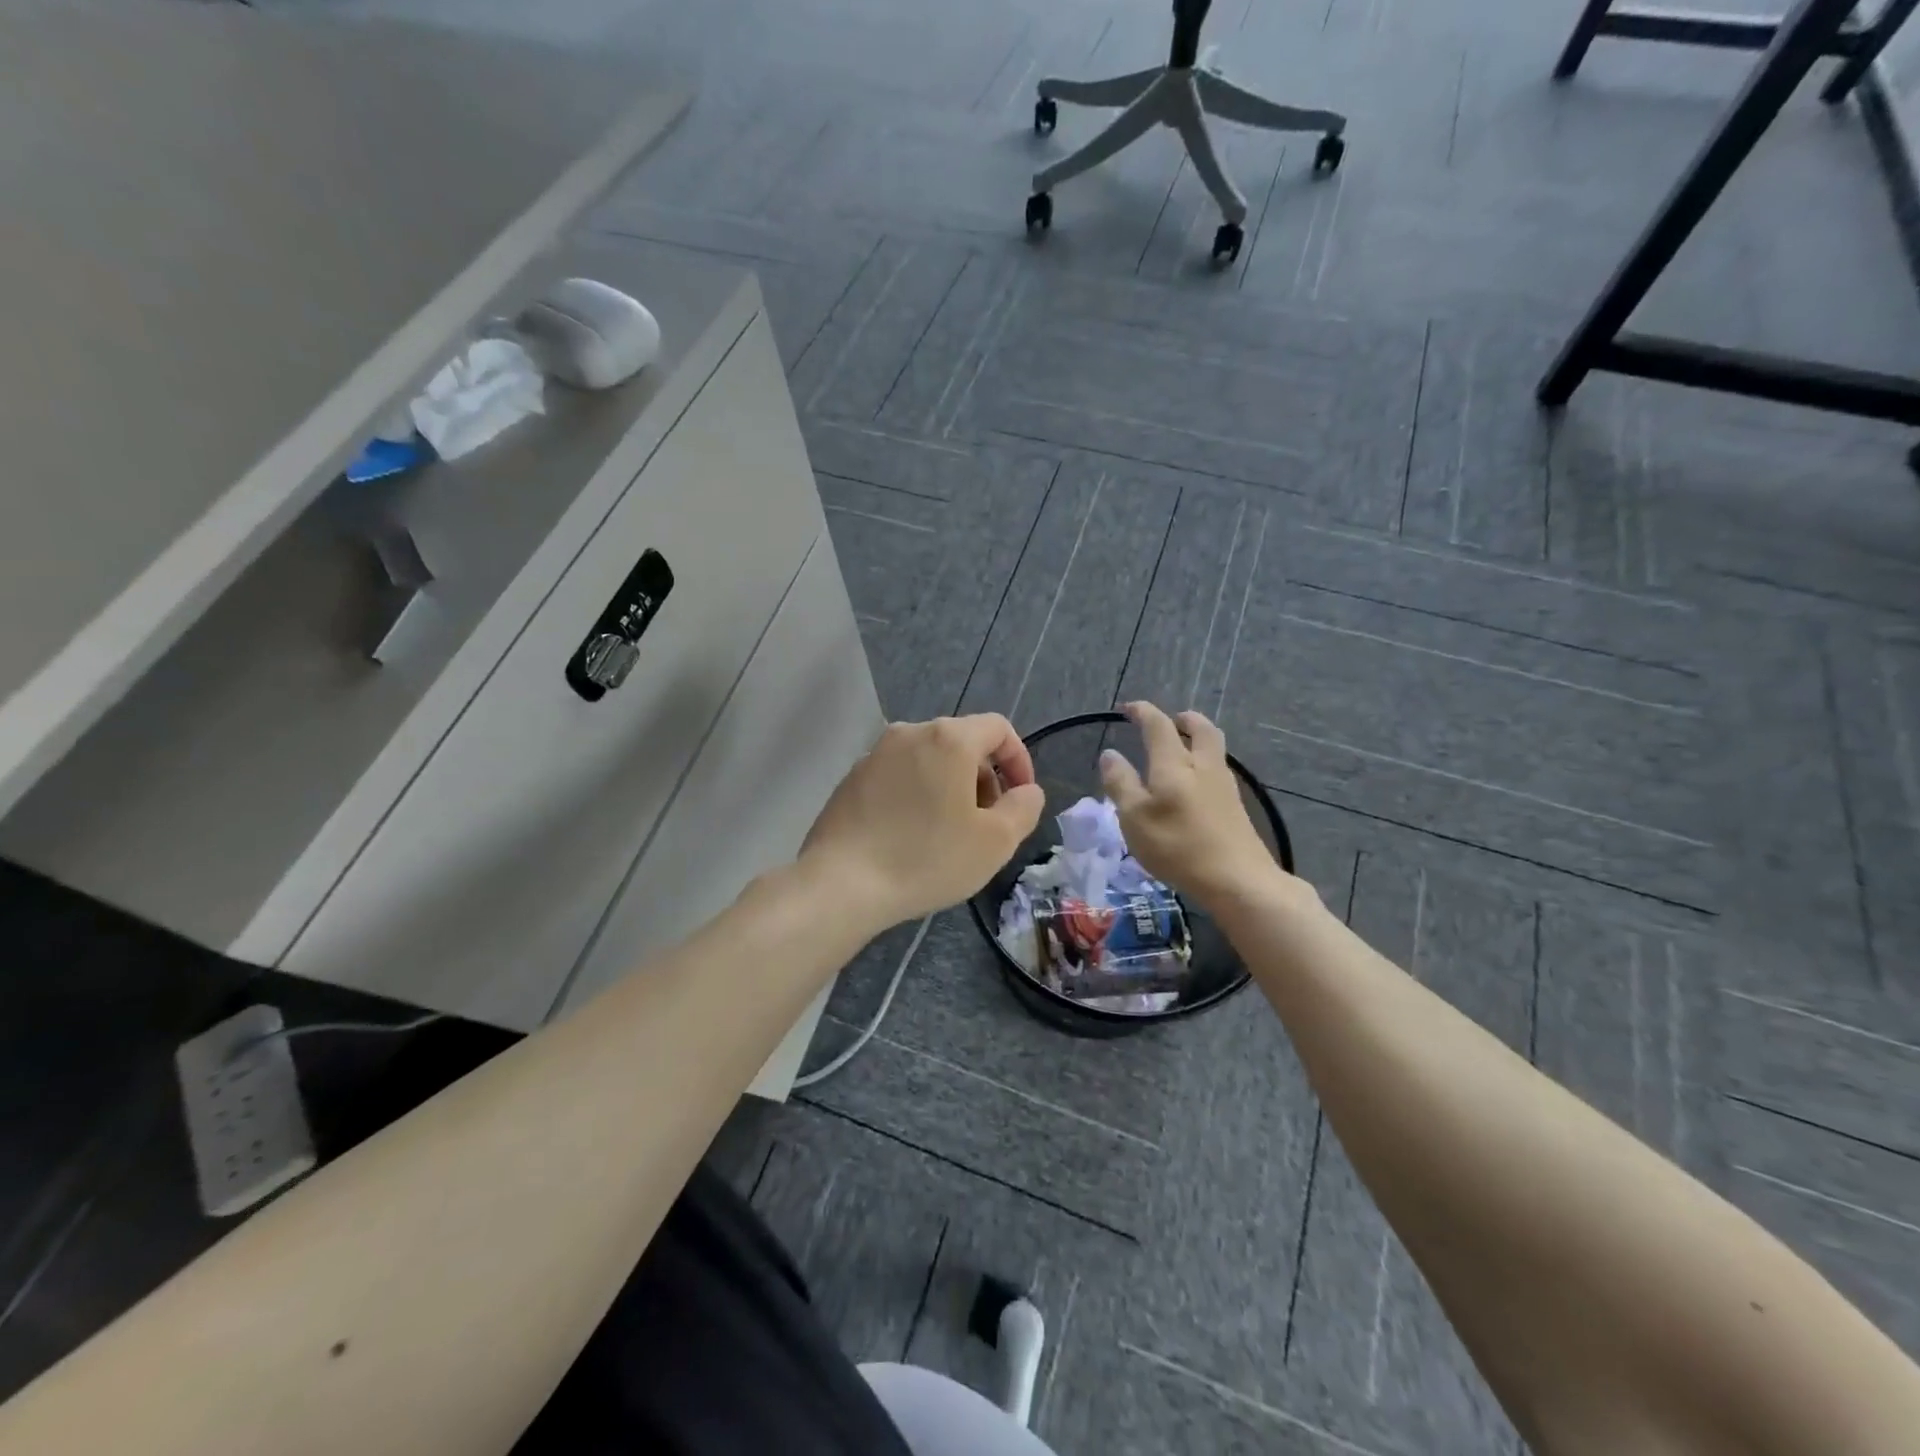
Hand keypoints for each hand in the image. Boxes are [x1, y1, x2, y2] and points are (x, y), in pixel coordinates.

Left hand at [800, 715, 1044, 929]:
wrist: (841, 883)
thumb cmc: (927, 858)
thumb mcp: (995, 842)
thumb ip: (1023, 808)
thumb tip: (1026, 791)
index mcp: (948, 739)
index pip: (998, 728)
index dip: (1019, 759)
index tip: (1021, 798)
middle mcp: (910, 733)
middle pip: (962, 742)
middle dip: (984, 777)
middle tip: (987, 823)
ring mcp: (875, 754)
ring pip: (928, 759)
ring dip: (950, 787)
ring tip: (949, 832)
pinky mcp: (852, 778)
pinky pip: (899, 776)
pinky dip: (917, 794)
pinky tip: (911, 836)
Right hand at [1098, 702, 1286, 906]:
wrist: (1237, 879)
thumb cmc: (1177, 846)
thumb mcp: (1135, 816)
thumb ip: (1121, 782)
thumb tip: (1110, 753)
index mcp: (1174, 763)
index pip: (1158, 725)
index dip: (1142, 712)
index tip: (1127, 708)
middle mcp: (1203, 765)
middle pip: (1200, 728)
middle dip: (1184, 719)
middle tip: (1170, 721)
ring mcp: (1224, 785)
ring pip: (1214, 748)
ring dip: (1197, 739)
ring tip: (1181, 748)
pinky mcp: (1235, 806)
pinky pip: (1219, 769)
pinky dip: (1204, 762)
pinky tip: (1195, 782)